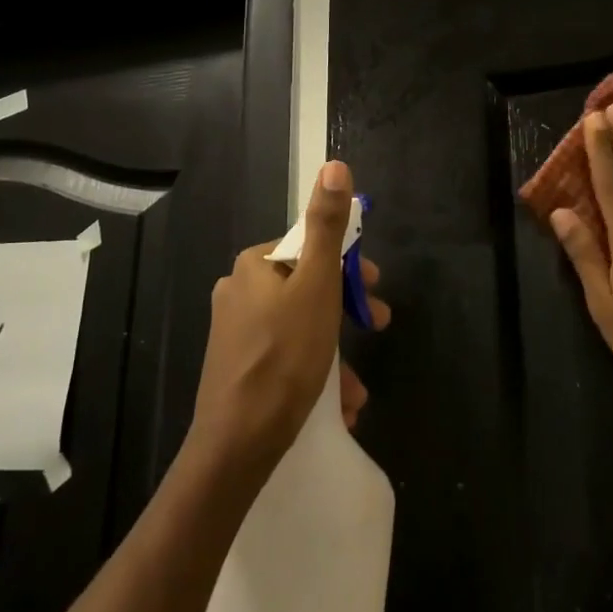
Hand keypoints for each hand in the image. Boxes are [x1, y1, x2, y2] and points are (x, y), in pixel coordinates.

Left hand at [189, 161, 389, 473]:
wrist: (236, 447)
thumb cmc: (284, 357)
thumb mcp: (317, 285)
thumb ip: (327, 226)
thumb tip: (334, 164)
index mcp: (254, 265)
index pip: (310, 248)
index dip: (348, 266)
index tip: (376, 289)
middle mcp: (239, 291)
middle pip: (307, 288)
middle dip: (346, 311)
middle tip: (377, 328)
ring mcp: (235, 332)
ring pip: (300, 328)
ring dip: (335, 352)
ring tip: (356, 388)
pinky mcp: (237, 369)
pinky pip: (285, 358)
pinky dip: (314, 374)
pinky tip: (336, 406)